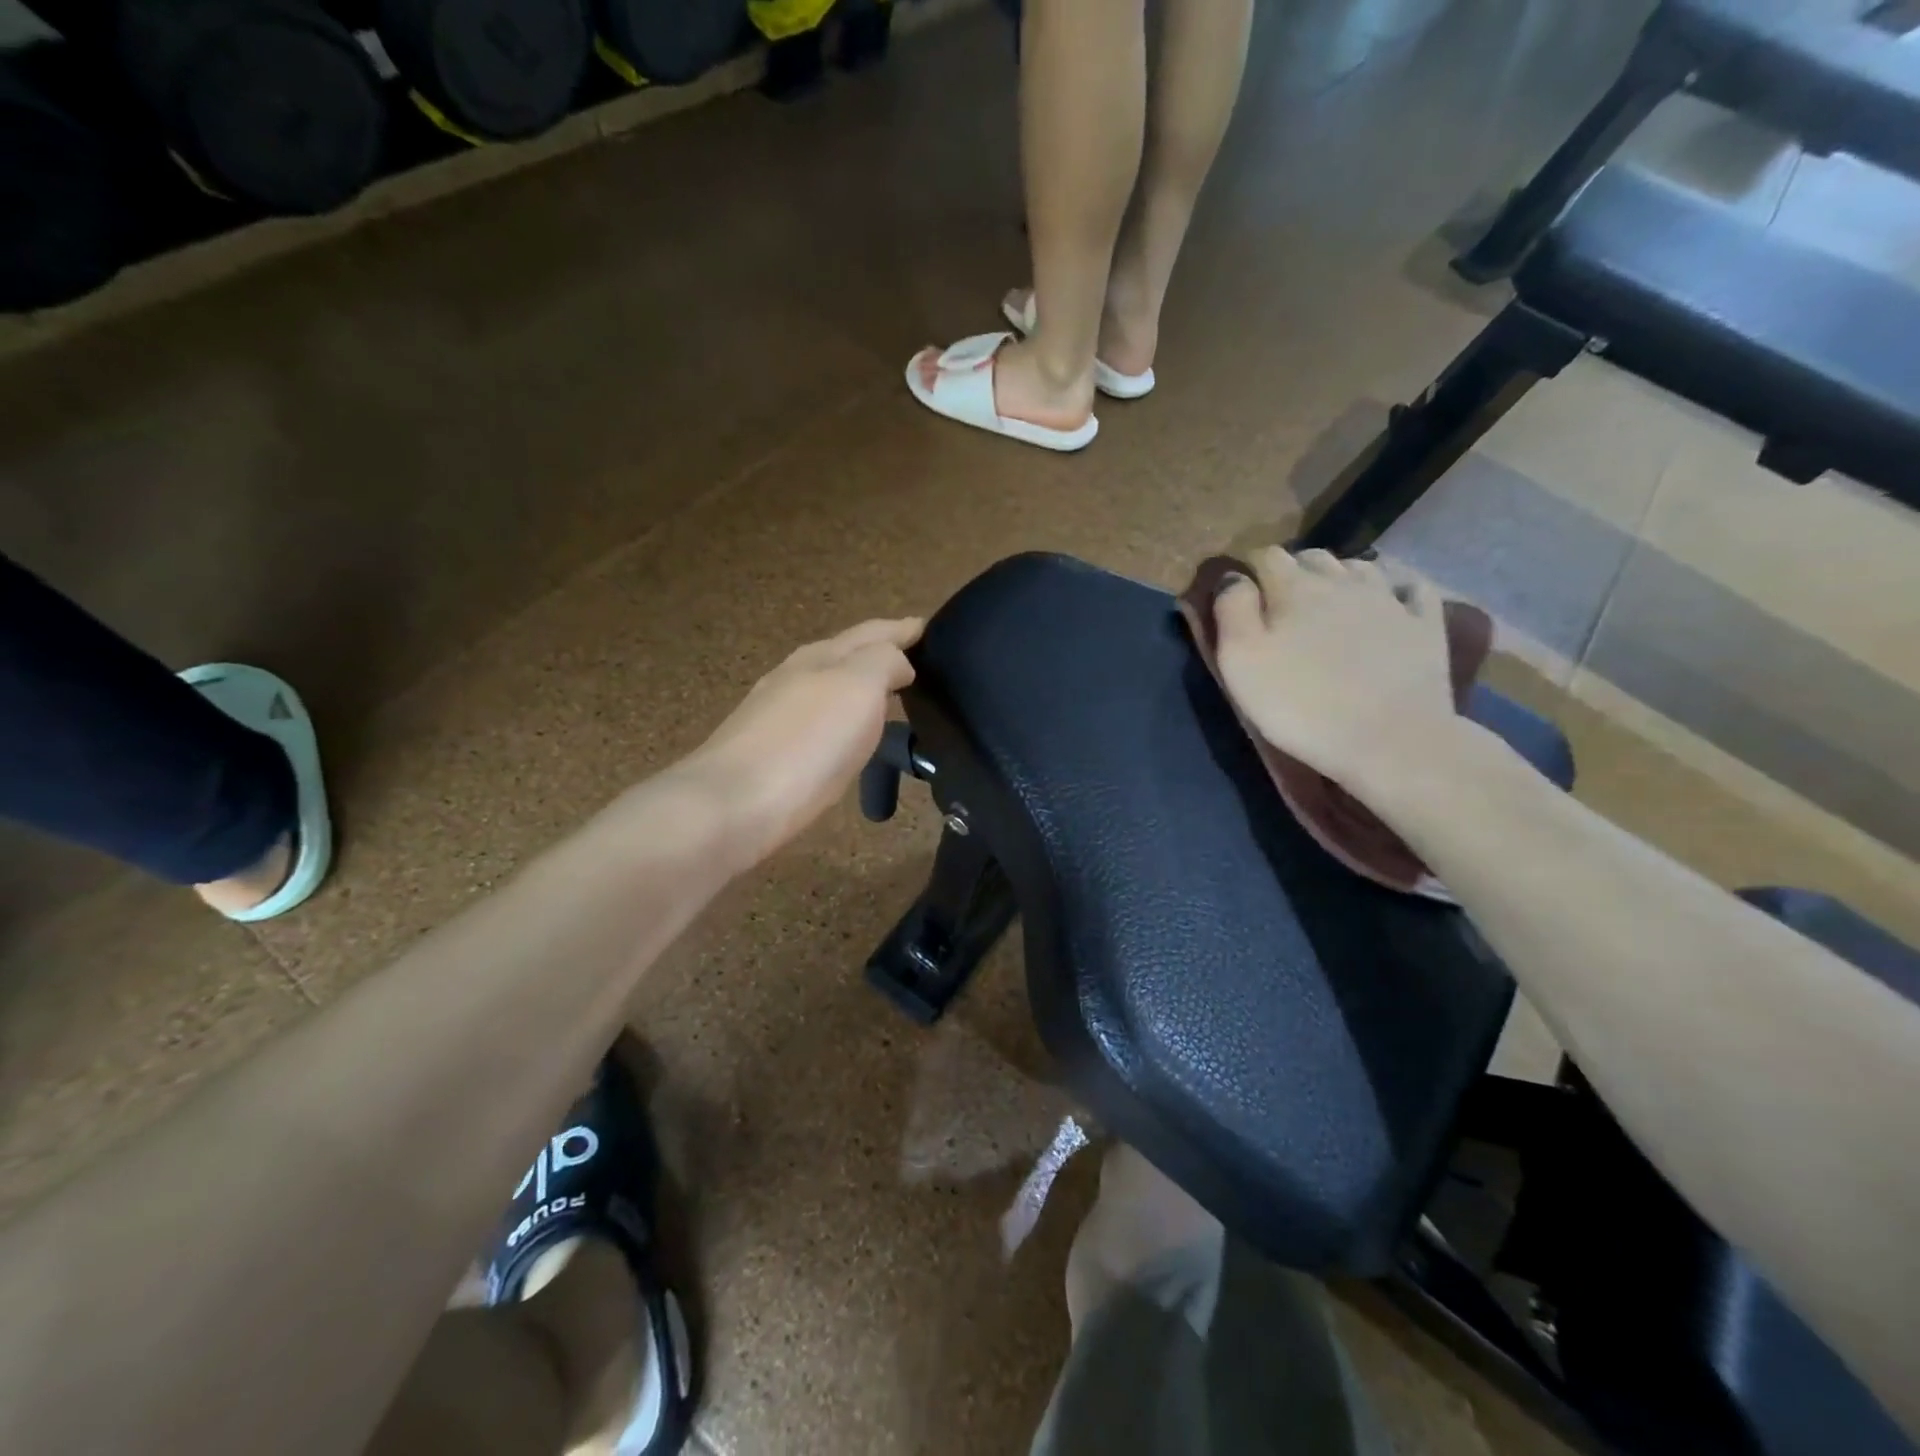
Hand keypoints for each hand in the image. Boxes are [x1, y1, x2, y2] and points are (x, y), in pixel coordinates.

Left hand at [686, 617, 922, 866]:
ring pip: (826, 687)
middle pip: (844, 655)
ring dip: (856, 686)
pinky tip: (844, 736)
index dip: (900, 629)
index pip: (870, 632)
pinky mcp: (766, 751)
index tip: (925, 627)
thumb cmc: (808, 742)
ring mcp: (775, 713)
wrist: (735, 804)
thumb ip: (884, 662)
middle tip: (912, 660)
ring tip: (885, 696)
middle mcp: (795, 676)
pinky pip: (815, 722)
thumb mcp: (859, 687)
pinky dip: (839, 718)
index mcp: (821, 656)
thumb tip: (899, 664)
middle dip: (877, 653)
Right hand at [1213, 549, 1455, 794]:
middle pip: (1313, 557)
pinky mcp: (1425, 625)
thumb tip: (1234, 577)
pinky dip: (1395, 588)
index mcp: (1294, 588)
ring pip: (1360, 567)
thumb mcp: (1240, 661)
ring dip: (1340, 577)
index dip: (1250, 569)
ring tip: (1329, 603)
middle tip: (1281, 604)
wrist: (1389, 740)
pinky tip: (1389, 601)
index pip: (1266, 555)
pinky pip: (1411, 589)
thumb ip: (1231, 609)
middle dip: (1294, 571)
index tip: (1240, 593)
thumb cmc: (1300, 704)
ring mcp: (1390, 600)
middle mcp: (1343, 581)